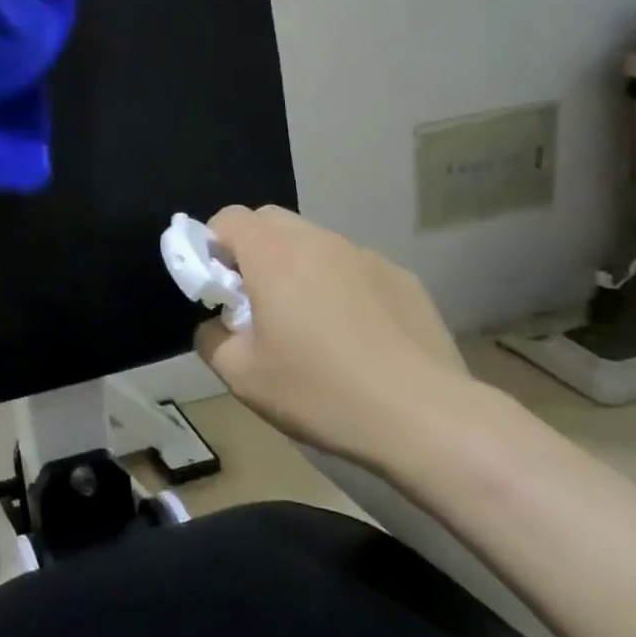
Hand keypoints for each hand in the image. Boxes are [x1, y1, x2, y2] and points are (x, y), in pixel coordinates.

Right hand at [194, 205, 480, 466]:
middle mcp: (319, 241)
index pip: (229, 218)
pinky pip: (353, 268)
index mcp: (273, 255)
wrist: (425, 418)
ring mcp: (365, 256)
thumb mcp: (242, 376)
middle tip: (257, 301)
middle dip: (252, 250)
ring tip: (310, 324)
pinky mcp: (402, 278)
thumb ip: (210, 339)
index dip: (212, 246)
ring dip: (297, 267)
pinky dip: (340, 286)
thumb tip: (216, 324)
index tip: (218, 288)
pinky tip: (357, 337)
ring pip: (314, 243)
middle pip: (270, 221)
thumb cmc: (321, 391)